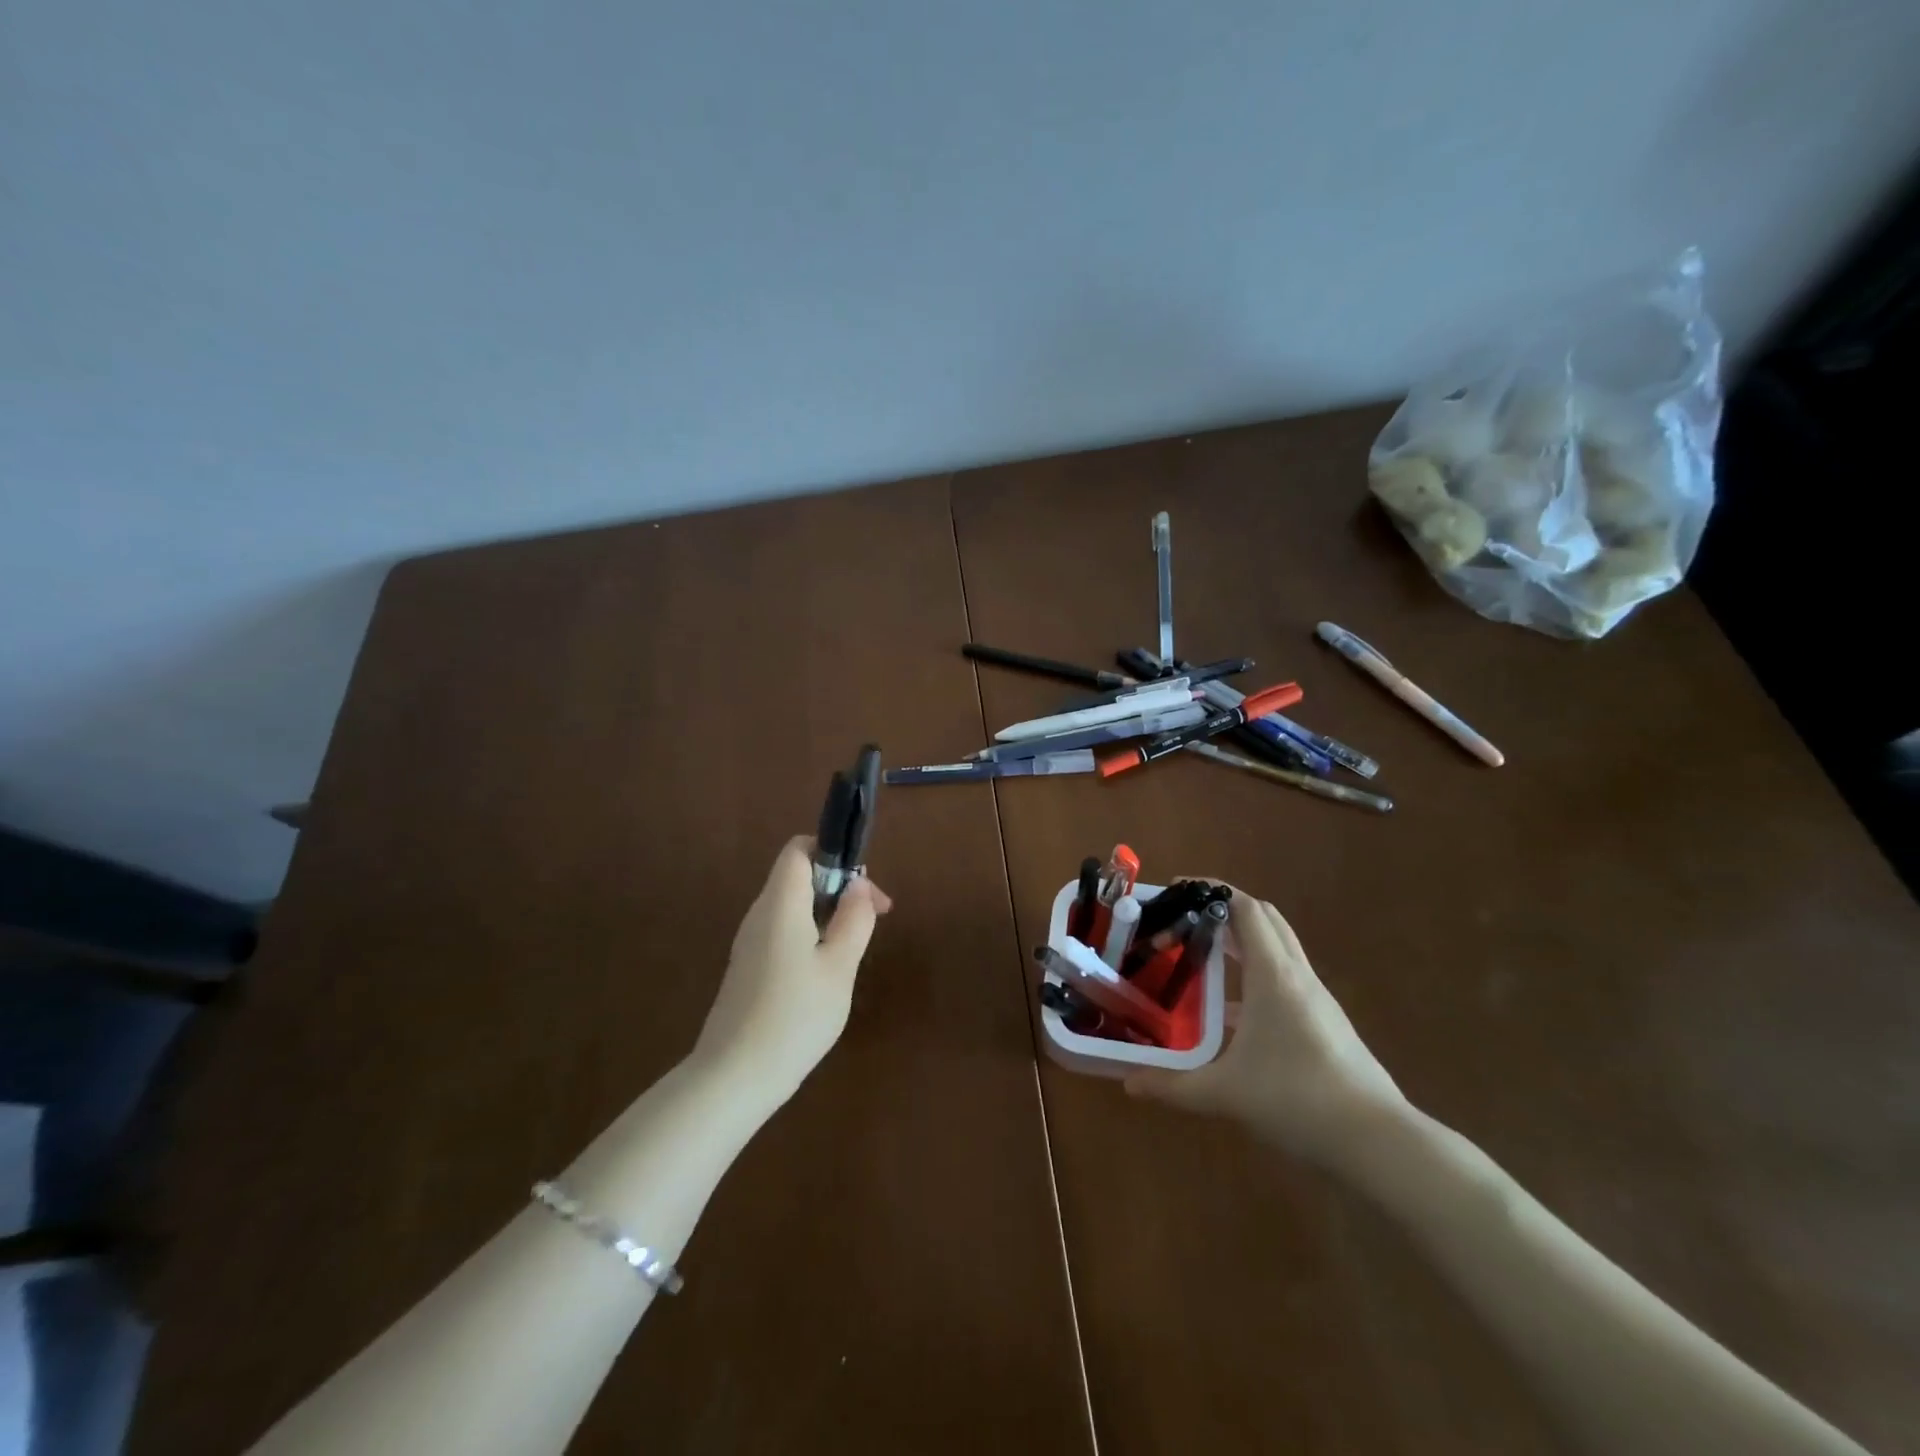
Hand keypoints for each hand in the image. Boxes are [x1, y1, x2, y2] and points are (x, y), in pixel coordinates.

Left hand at [691, 837, 892, 1110]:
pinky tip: (829, 971)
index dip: (833, 852)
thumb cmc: (794, 1016)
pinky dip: (812, 935)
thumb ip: (854, 919)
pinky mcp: (749, 968)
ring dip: (829, 913)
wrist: (733, 1078)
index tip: (864, 885)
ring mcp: (750, 942)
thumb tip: (860, 884)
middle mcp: (760, 914)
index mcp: (781, 903)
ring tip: (856, 946)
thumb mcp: (839, 967)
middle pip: (799, 876)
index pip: (799, 849)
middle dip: (840, 886)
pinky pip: (784, 932)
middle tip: (875, 918)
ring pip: (794, 906)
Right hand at [1125, 891, 1405, 1165]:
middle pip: (1266, 919)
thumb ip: (1173, 1086)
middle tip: (1186, 919)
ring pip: (1279, 949)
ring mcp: (1317, 999)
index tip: (1178, 890)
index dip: (1213, 890)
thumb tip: (1127, 1084)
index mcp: (1274, 975)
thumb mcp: (1225, 1093)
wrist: (1378, 1143)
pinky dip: (1258, 976)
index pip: (1246, 908)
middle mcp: (1297, 976)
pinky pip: (1286, 980)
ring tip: (1202, 957)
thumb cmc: (1297, 1099)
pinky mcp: (1327, 1023)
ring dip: (1244, 942)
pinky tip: (1232, 1014)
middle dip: (1226, 909)